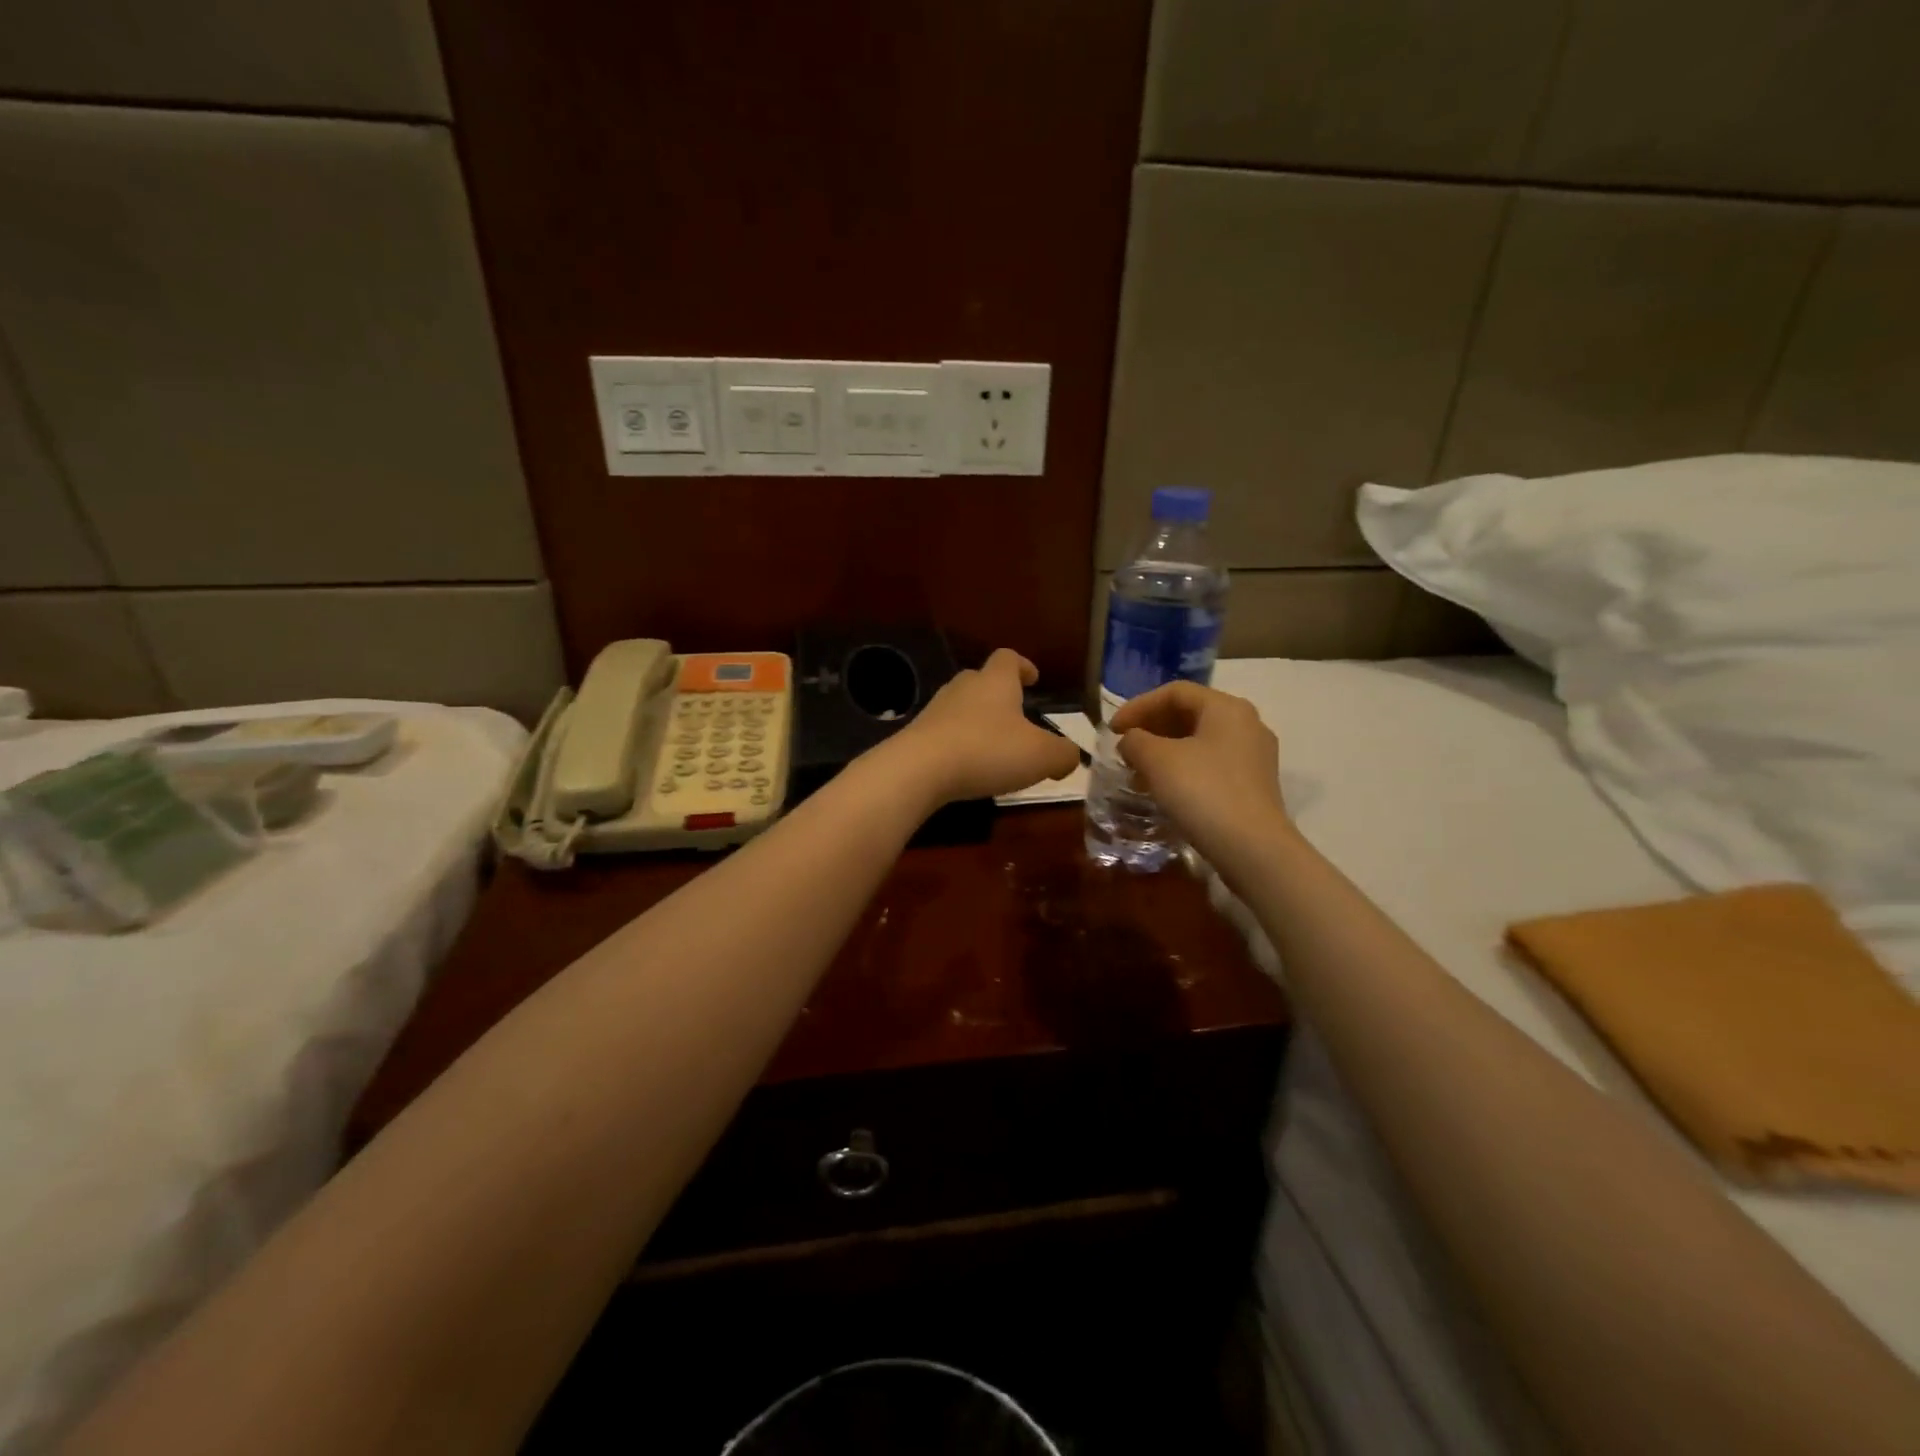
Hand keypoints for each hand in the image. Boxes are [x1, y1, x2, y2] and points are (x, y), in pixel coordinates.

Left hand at [884, 648, 1080, 805]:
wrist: (919, 769)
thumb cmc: (988, 751)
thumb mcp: (1041, 756)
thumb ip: (1063, 754)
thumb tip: (1069, 756)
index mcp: (996, 681)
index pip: (1009, 658)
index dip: (1023, 665)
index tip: (1033, 679)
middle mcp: (963, 687)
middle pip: (981, 680)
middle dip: (999, 695)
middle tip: (1015, 717)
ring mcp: (936, 710)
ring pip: (961, 707)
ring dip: (978, 722)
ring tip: (994, 747)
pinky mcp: (917, 735)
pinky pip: (944, 733)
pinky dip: (959, 744)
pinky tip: (967, 767)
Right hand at [1110, 681, 1288, 865]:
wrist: (1252, 849)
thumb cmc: (1202, 792)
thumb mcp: (1157, 760)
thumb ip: (1135, 741)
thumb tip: (1131, 741)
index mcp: (1226, 707)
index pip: (1175, 692)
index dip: (1138, 706)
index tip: (1112, 730)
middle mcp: (1246, 724)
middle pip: (1190, 714)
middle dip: (1152, 728)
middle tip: (1124, 748)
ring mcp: (1254, 756)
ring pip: (1200, 741)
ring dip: (1164, 751)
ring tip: (1138, 772)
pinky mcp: (1254, 785)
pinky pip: (1211, 764)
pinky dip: (1183, 769)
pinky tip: (1164, 790)